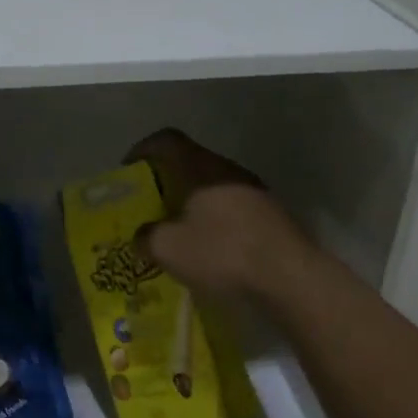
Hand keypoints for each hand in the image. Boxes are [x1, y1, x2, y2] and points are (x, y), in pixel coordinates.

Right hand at [124, 129, 314, 300]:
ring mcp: (253, 191)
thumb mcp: (169, 249)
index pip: (167, 140)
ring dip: (190, 203)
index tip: (127, 171)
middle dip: (164, 182)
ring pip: (211, 187)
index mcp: (201, 167)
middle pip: (189, 163)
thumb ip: (146, 237)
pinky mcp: (269, 216)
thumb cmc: (223, 253)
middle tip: (148, 206)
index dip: (142, 150)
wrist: (290, 278)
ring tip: (175, 231)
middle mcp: (228, 170)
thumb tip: (141, 236)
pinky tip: (207, 249)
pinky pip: (230, 208)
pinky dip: (212, 221)